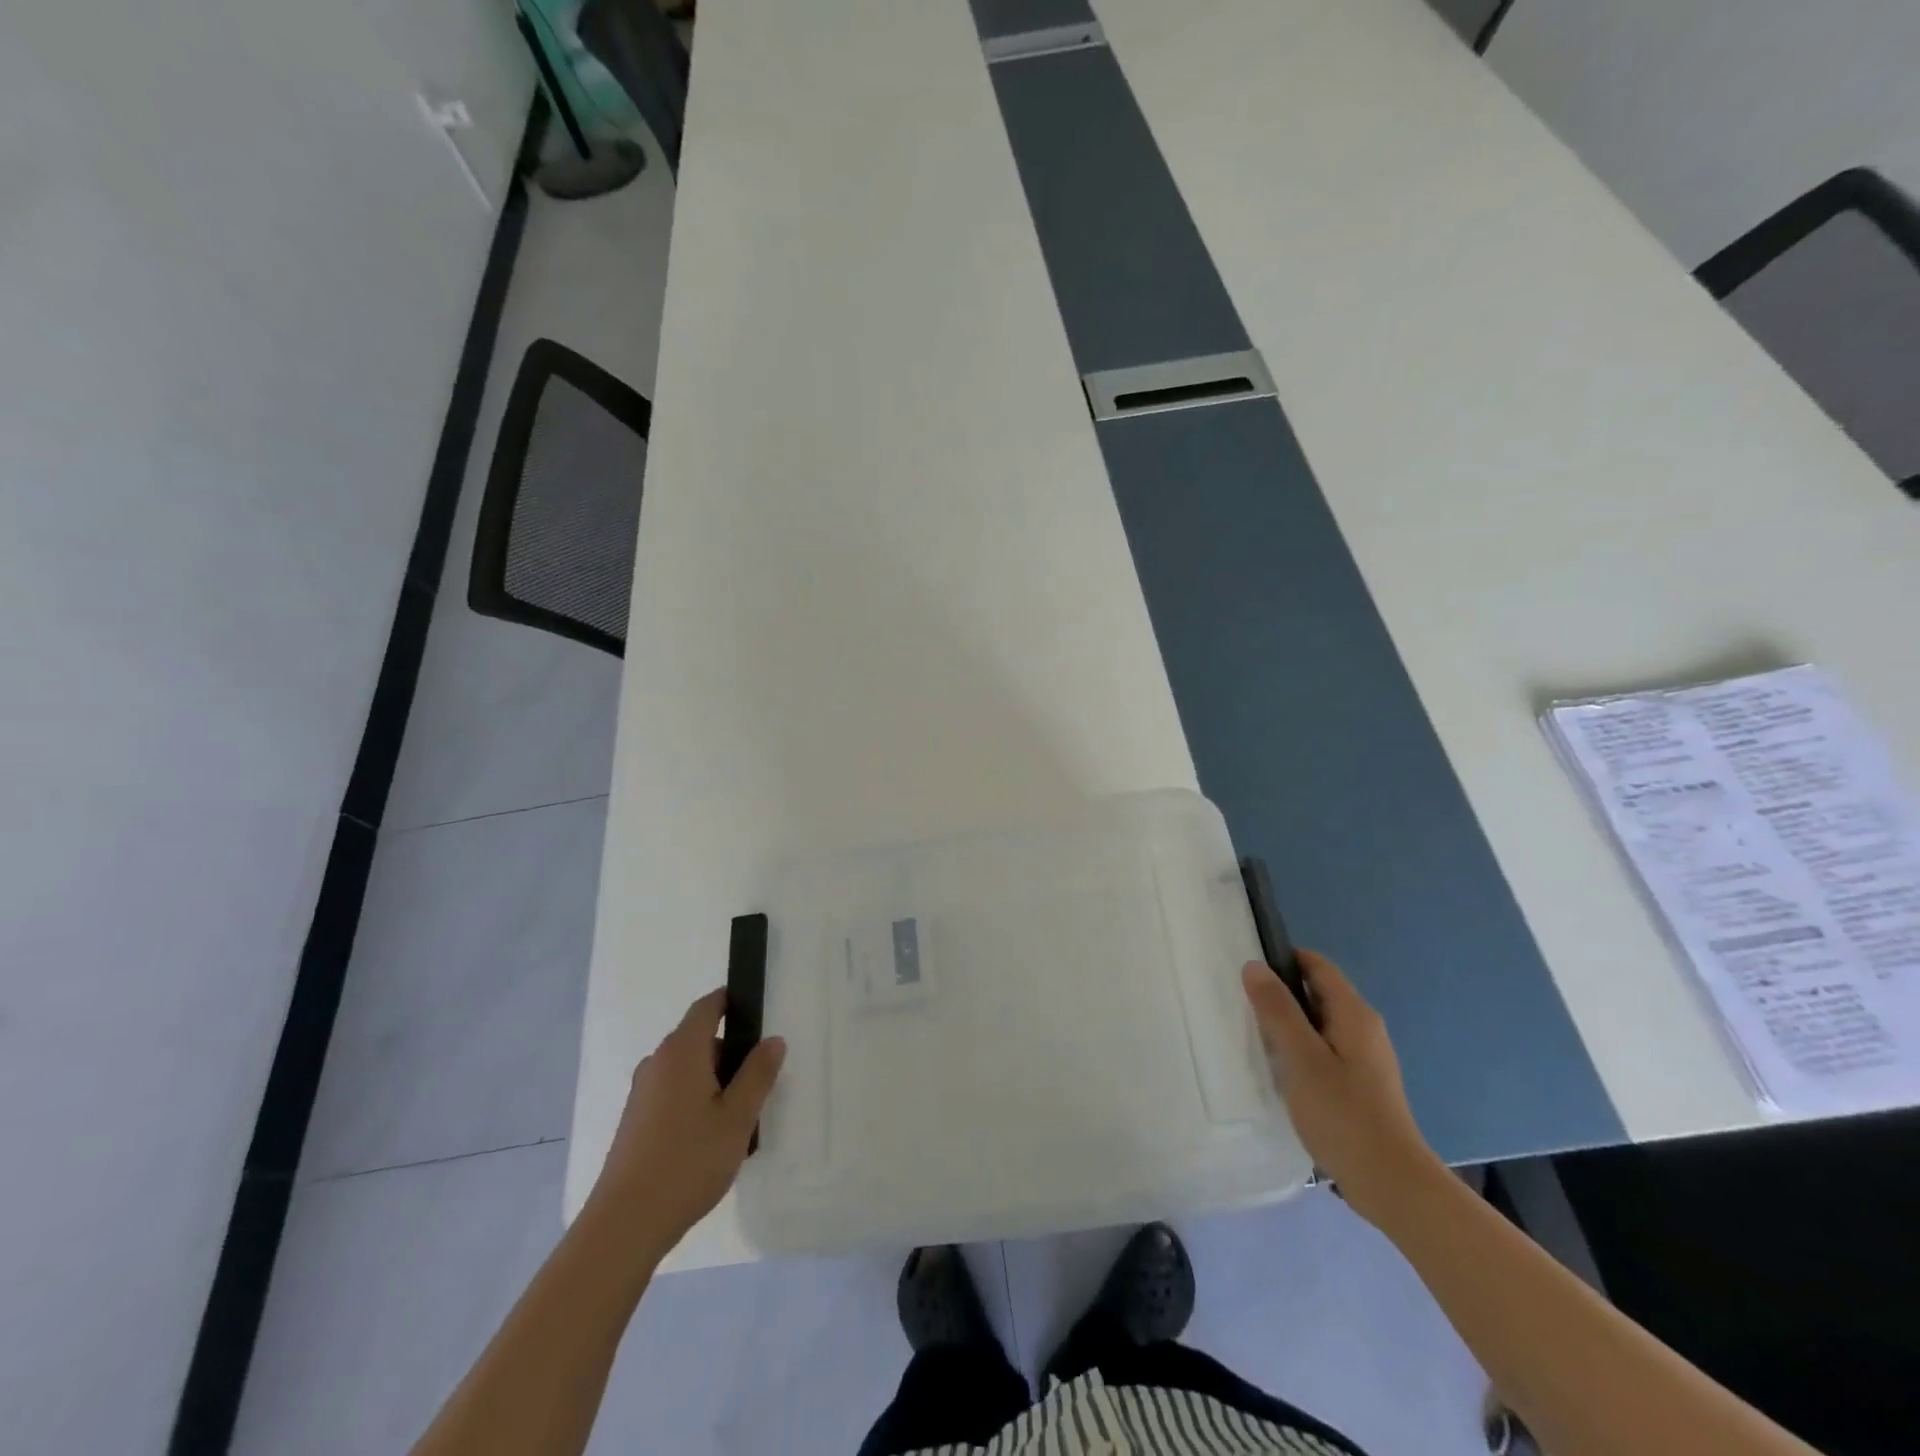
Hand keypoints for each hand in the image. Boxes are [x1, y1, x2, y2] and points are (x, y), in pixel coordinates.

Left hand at [583, 989, 785, 1262]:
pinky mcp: (635, 1121)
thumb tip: (772, 1040)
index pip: (707, 1007)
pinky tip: (710, 1142)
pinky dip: (696, 1103)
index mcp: (682, 1051)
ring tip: (738, 1122)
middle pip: (700, 1040)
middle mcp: (657, 1063)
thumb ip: (758, 1074)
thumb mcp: (738, 1117)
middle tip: (759, 1086)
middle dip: (731, 1055)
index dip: (732, 1003)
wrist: (624, 1225)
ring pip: (688, 1071)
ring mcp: (642, 1093)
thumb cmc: (688, 1161)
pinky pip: (674, 1094)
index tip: (758, 1017)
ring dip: (715, 1084)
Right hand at [1242, 951, 1445, 1228]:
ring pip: (1319, 1023)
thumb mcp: (1300, 1057)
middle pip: (1317, 992)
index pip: (1316, 964)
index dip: (1282, 959)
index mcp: (1353, 1013)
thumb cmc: (1343, 1114)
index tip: (1247, 971)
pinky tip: (1281, 1072)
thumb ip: (1276, 1009)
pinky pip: (1324, 1049)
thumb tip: (1255, 965)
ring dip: (1288, 1025)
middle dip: (1281, 994)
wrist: (1391, 1183)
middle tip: (1243, 1006)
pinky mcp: (1361, 1084)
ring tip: (1255, 1038)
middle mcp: (1364, 1027)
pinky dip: (1300, 1050)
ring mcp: (1366, 1057)